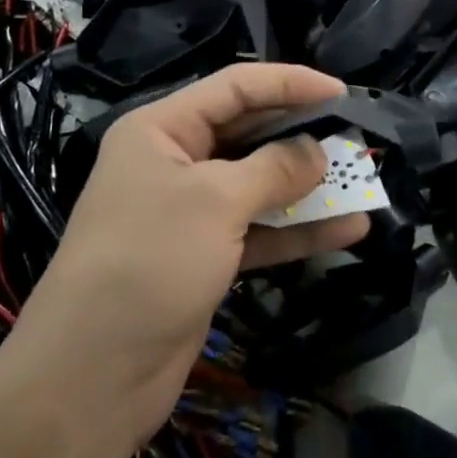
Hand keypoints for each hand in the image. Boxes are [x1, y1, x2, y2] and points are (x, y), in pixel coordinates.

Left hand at [14, 64, 367, 445]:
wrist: (93, 374)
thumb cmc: (149, 261)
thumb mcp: (216, 201)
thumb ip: (275, 168)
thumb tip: (318, 152)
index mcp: (162, 130)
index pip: (235, 88)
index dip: (290, 83)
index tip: (342, 92)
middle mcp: (175, 162)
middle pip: (250, 134)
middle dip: (303, 135)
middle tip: (357, 137)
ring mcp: (191, 213)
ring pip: (261, 185)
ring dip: (310, 186)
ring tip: (363, 182)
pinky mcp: (207, 257)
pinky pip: (261, 230)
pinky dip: (300, 230)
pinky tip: (349, 231)